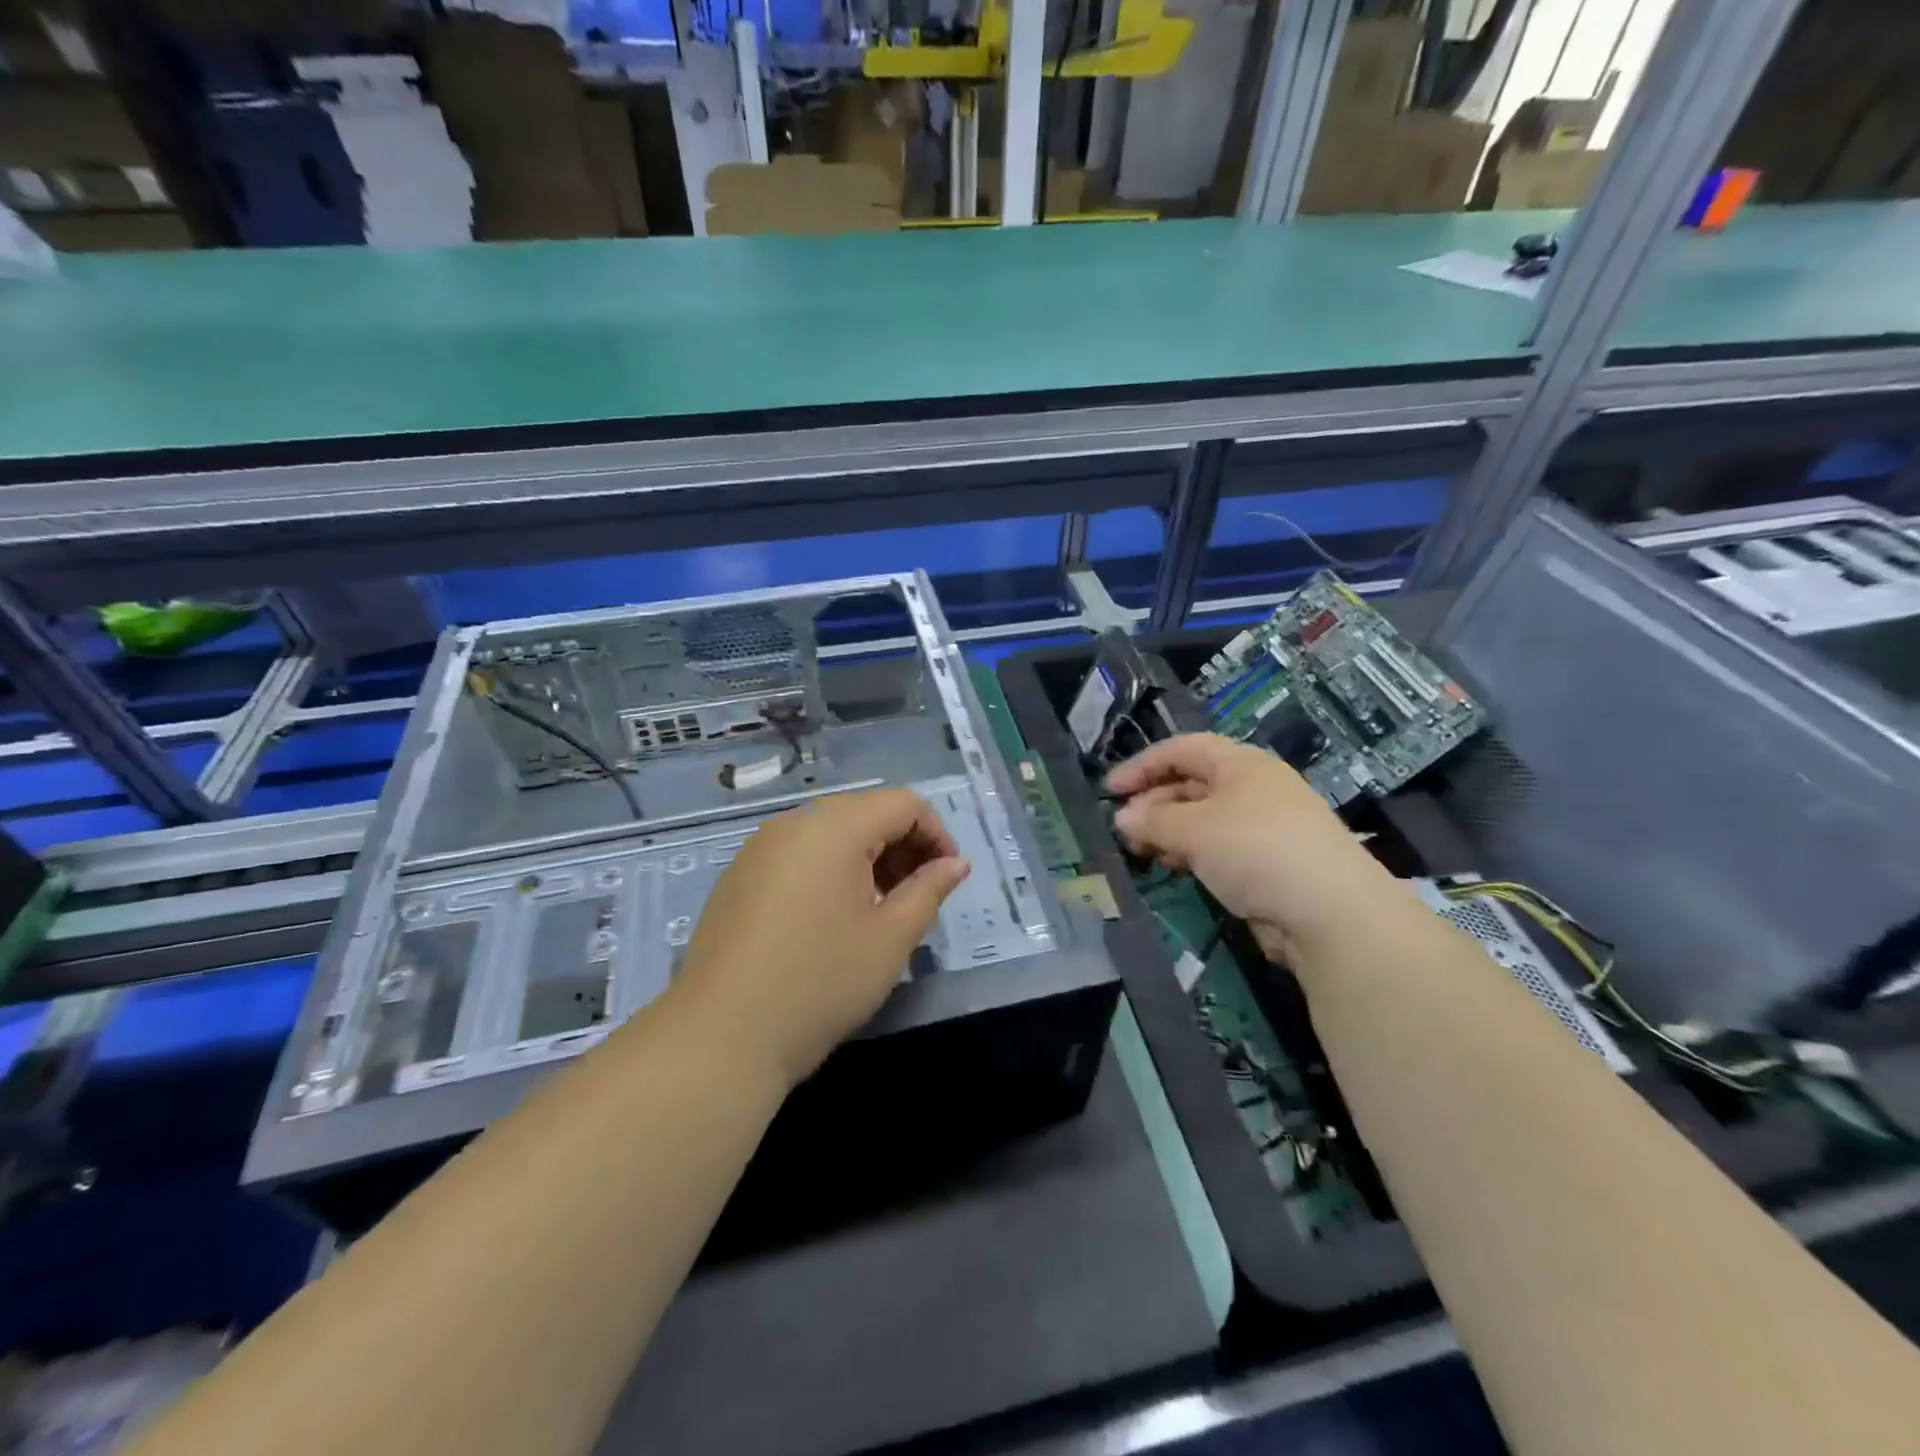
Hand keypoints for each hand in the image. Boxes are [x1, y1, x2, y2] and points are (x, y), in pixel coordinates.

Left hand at [671, 789, 970, 1089]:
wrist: (720, 1036)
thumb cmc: (820, 983)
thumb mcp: (890, 938)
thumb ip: (929, 890)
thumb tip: (956, 863)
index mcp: (834, 827)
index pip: (903, 804)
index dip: (937, 834)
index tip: (948, 879)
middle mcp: (794, 823)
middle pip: (866, 812)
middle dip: (903, 846)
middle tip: (918, 898)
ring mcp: (760, 848)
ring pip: (831, 833)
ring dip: (868, 859)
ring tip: (880, 911)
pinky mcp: (739, 875)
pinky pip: (799, 854)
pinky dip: (831, 870)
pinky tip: (832, 920)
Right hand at [1107, 733, 1398, 962]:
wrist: (1331, 914)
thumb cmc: (1256, 851)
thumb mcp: (1195, 829)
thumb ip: (1153, 820)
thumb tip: (1122, 817)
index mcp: (1241, 764)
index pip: (1182, 749)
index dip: (1143, 764)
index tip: (1110, 790)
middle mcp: (1254, 788)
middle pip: (1192, 783)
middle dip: (1154, 802)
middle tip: (1123, 828)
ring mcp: (1264, 826)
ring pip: (1203, 818)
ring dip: (1169, 830)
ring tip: (1141, 851)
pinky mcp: (1268, 862)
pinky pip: (1218, 847)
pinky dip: (1191, 852)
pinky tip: (1174, 868)